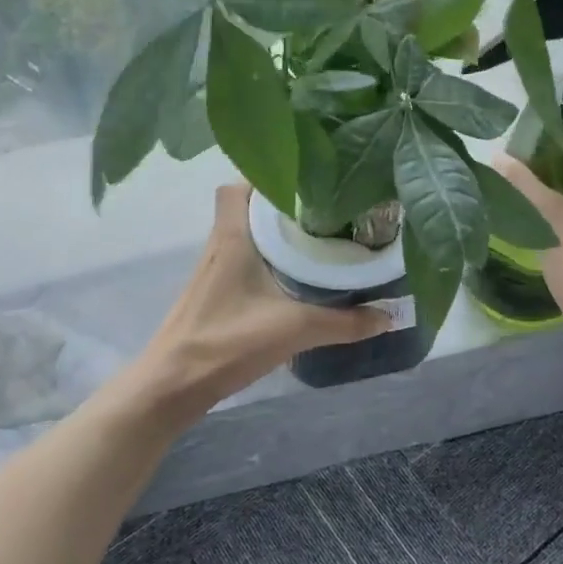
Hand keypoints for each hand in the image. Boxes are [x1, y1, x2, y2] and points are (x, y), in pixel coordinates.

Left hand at [137, 184, 388, 409]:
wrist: (172, 385)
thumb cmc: (227, 342)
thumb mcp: (295, 329)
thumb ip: (345, 322)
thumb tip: (390, 315)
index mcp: (233, 237)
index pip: (237, 186)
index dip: (266, 177)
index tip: (305, 183)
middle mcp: (220, 245)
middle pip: (247, 209)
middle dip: (284, 207)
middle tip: (326, 213)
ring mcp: (214, 271)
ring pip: (247, 237)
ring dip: (277, 236)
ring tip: (319, 240)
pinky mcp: (215, 295)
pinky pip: (245, 262)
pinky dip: (269, 262)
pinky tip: (296, 280)